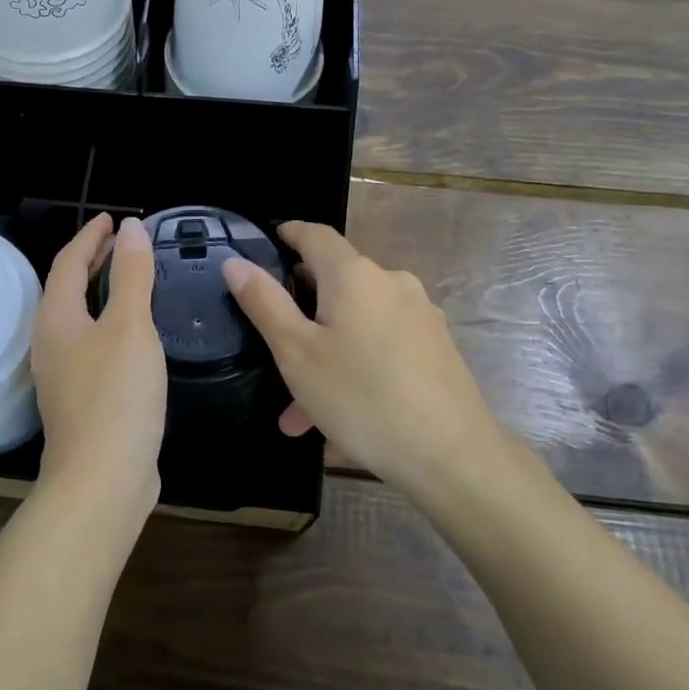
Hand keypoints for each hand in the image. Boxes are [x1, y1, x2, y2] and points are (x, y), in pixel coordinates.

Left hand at [30, 214, 165, 517]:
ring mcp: (63, 375)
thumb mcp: (130, 327)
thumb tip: (130, 228)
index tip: (111, 219)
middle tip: (121, 243)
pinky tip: (133, 334)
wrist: (102, 479)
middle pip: (67, 289)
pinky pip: (91, 344)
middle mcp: (51, 343)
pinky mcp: (80, 399)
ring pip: (79, 318)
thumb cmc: (116, 395)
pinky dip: (109, 324)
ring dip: (99, 293)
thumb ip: (132, 275)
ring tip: (128, 279)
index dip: (89, 237)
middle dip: (92, 261)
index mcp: (56, 318)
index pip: (68, 263)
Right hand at [223, 222, 501, 496]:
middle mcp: (392, 284)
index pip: (316, 235)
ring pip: (356, 325)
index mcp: (355, 276)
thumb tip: (236, 262)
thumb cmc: (362, 397)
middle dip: (301, 313)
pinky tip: (338, 419)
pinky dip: (354, 367)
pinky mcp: (436, 348)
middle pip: (336, 283)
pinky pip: (381, 347)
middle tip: (271, 346)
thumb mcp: (297, 352)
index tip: (267, 241)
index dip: (289, 233)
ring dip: (324, 355)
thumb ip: (264, 303)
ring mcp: (419, 316)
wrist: (453, 456)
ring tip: (298, 412)